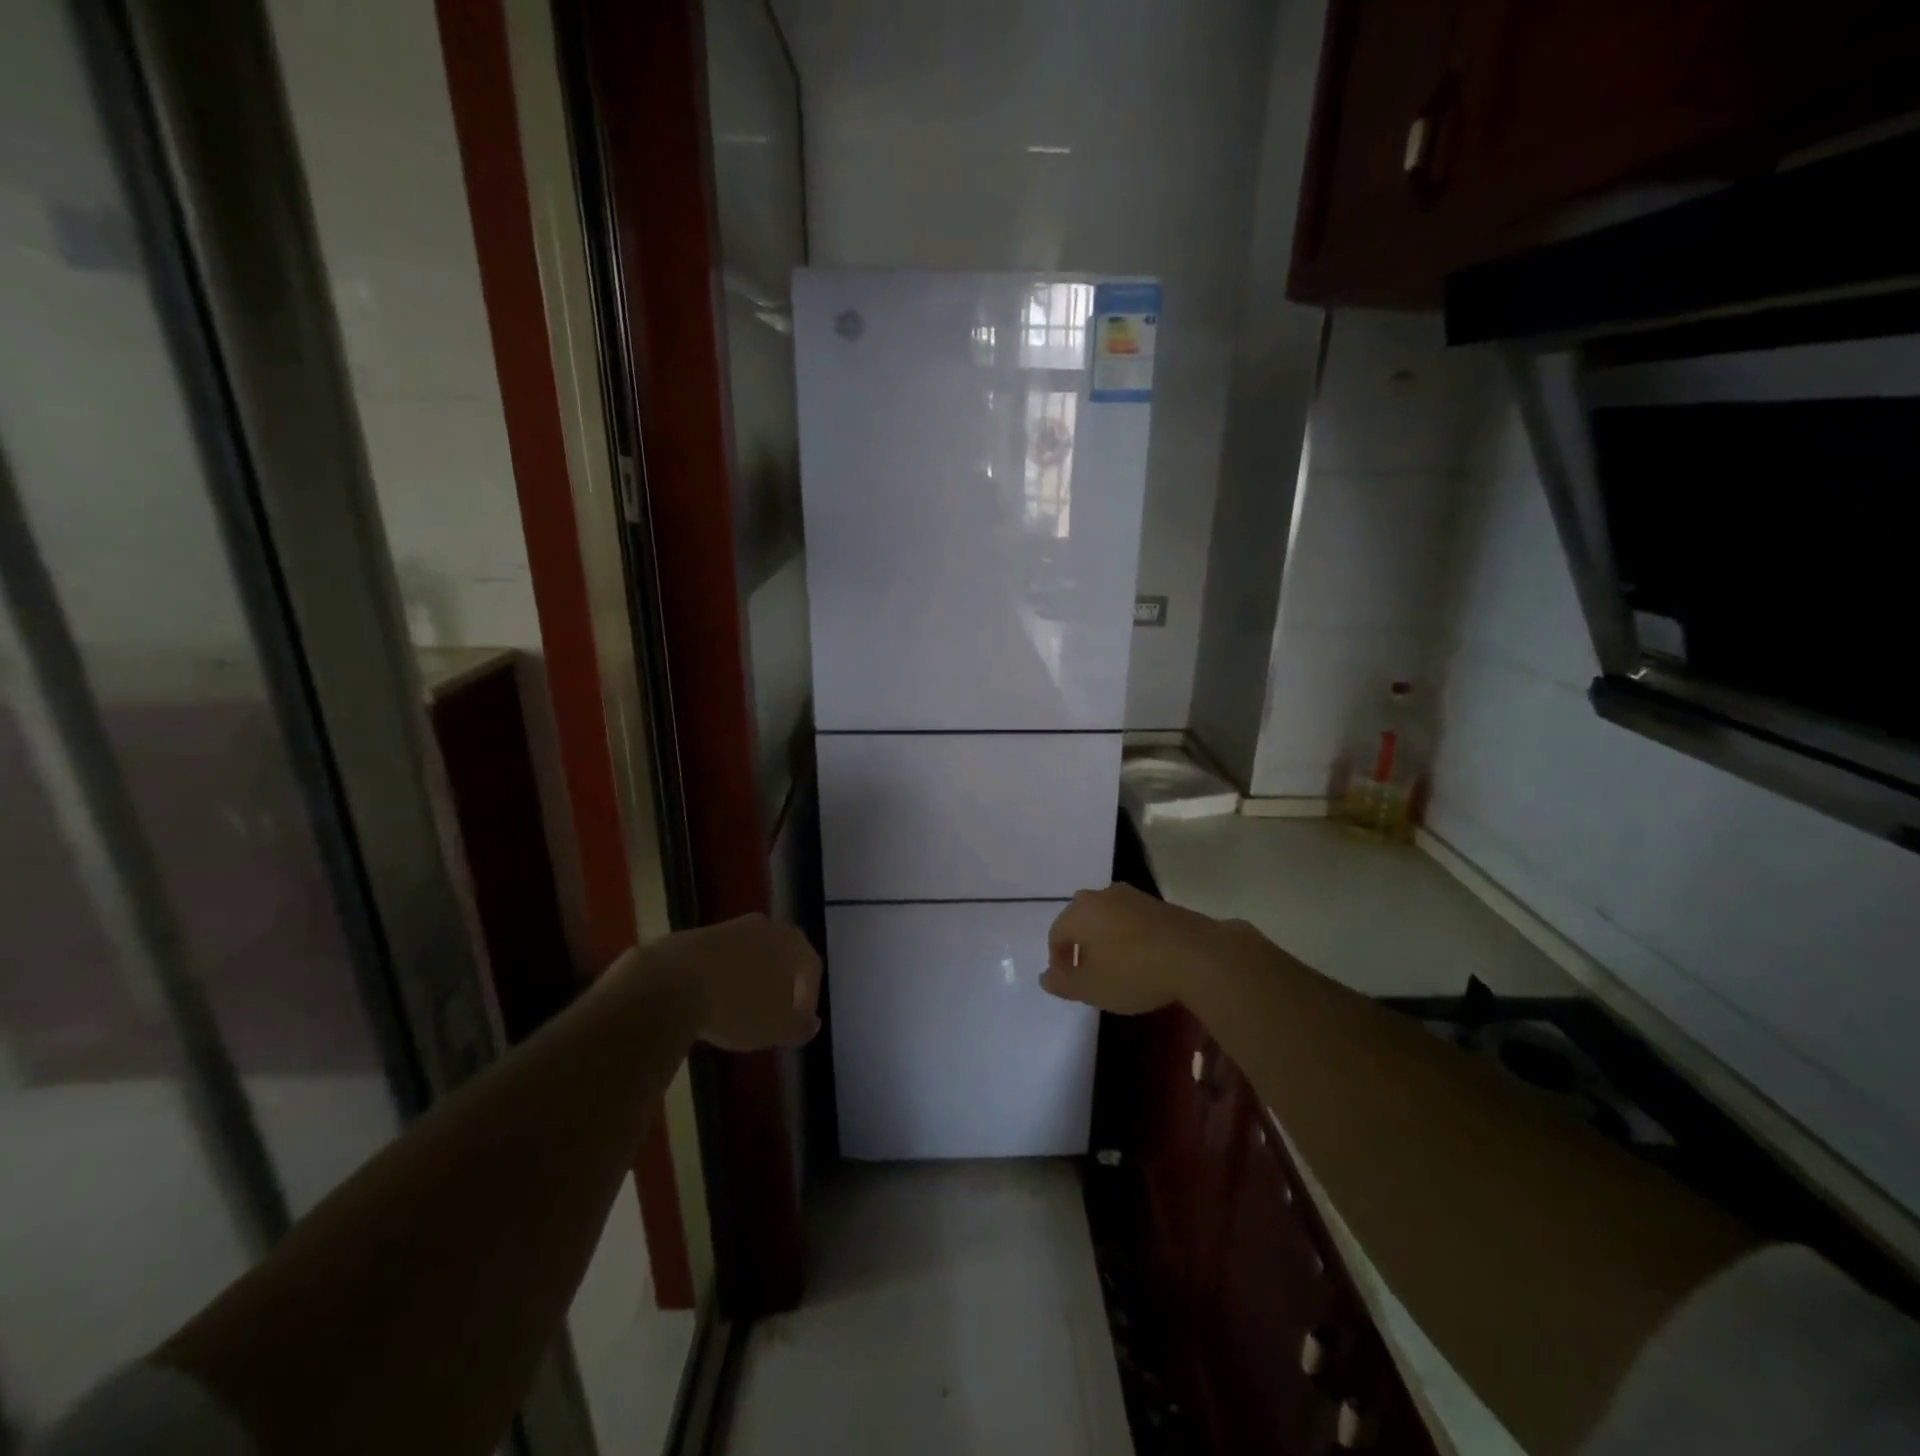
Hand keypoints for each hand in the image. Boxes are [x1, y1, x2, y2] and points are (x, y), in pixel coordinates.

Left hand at [644, 913, 822, 1051]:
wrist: (669, 984)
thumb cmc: (736, 1007)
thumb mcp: (775, 1028)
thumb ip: (799, 1026)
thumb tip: (812, 1022)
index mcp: (791, 943)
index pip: (811, 967)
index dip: (808, 996)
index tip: (797, 1022)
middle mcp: (765, 926)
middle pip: (780, 954)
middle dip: (779, 982)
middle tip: (772, 1011)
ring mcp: (729, 927)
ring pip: (749, 953)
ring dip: (748, 978)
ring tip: (738, 1008)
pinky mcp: (695, 934)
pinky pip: (719, 957)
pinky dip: (721, 976)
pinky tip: (709, 1000)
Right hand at [1041, 884, 1241, 1015]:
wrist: (1195, 955)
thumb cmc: (1133, 972)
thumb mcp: (1091, 988)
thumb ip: (1063, 982)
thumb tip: (1045, 976)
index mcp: (1078, 912)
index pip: (1056, 934)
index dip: (1058, 960)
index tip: (1069, 982)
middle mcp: (1101, 896)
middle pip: (1081, 920)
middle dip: (1080, 945)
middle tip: (1089, 973)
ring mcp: (1132, 896)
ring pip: (1107, 917)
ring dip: (1106, 939)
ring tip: (1116, 966)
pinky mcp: (1158, 903)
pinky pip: (1132, 919)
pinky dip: (1129, 936)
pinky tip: (1141, 958)